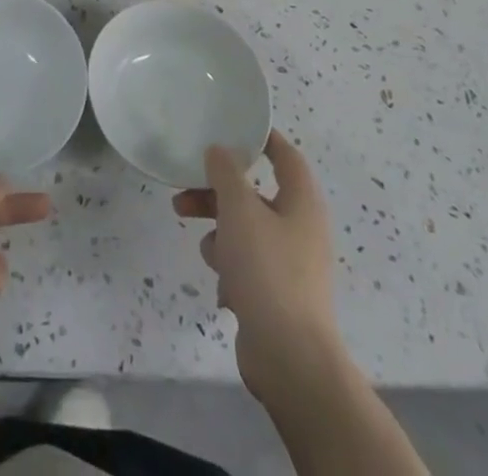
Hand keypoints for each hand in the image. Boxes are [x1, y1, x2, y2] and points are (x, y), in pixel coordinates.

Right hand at [173, 130, 339, 400]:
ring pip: (246, 230)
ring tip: (203, 248)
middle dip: (218, 191)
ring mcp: (290, 264)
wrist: (290, 359)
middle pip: (255, 194)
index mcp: (301, 202)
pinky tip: (222, 286)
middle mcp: (300, 228)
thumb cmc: (268, 271)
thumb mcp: (239, 210)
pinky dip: (231, 268)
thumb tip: (219, 150)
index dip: (260, 138)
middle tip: (185, 190)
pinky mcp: (277, 294)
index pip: (285, 155)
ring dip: (219, 232)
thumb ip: (225, 173)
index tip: (228, 128)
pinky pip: (247, 265)